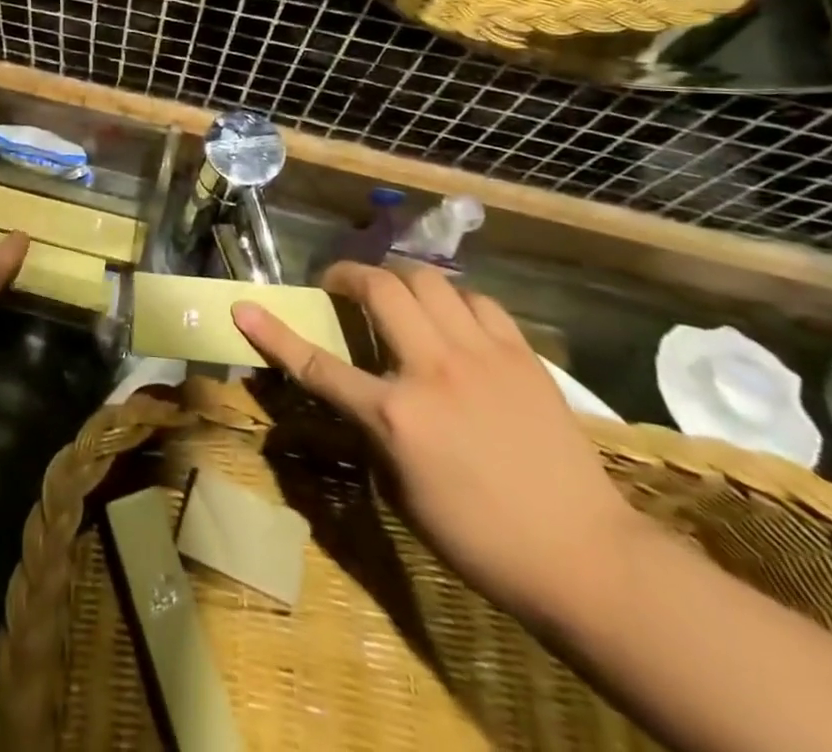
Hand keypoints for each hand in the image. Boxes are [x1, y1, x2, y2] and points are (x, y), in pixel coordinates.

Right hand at [233, 262, 651, 625]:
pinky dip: (454, 300)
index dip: (273, 333)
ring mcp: (482, 356)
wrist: (586, 558)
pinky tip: (454, 318)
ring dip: (401, 278)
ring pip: (430, 280)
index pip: (317, 364)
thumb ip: (375, 430)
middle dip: (348, 274)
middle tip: (340, 285)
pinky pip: (478, 302)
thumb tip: (358, 393)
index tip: (244, 307)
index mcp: (396, 415)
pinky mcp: (522, 356)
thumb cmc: (481, 538)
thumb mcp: (404, 491)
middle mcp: (433, 370)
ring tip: (397, 293)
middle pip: (380, 288)